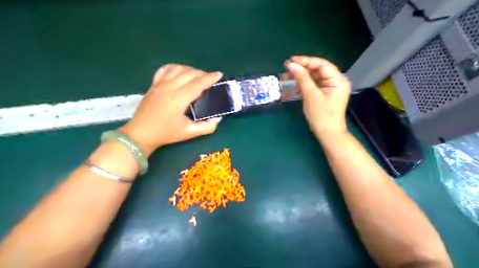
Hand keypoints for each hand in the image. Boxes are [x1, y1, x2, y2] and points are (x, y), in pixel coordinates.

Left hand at [119, 64, 224, 155]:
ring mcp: (159, 84)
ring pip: (177, 68)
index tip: (219, 74)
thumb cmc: (166, 134)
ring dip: (190, 69)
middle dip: (202, 73)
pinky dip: (175, 67)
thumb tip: (218, 118)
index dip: (210, 78)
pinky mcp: (153, 85)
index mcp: (178, 99)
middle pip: (189, 73)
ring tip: (197, 76)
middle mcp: (169, 87)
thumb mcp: (189, 133)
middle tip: (210, 79)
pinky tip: (180, 72)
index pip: (197, 84)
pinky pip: (165, 69)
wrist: (140, 134)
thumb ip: (207, 127)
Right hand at [284, 55, 350, 135]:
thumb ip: (302, 78)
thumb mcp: (311, 95)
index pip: (321, 64)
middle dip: (302, 67)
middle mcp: (336, 81)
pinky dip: (304, 82)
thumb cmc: (321, 115)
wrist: (327, 133)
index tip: (291, 60)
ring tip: (288, 73)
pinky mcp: (324, 94)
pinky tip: (294, 81)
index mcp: (338, 79)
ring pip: (314, 76)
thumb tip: (291, 65)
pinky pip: (313, 84)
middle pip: (318, 69)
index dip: (306, 61)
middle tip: (287, 66)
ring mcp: (330, 88)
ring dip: (302, 75)